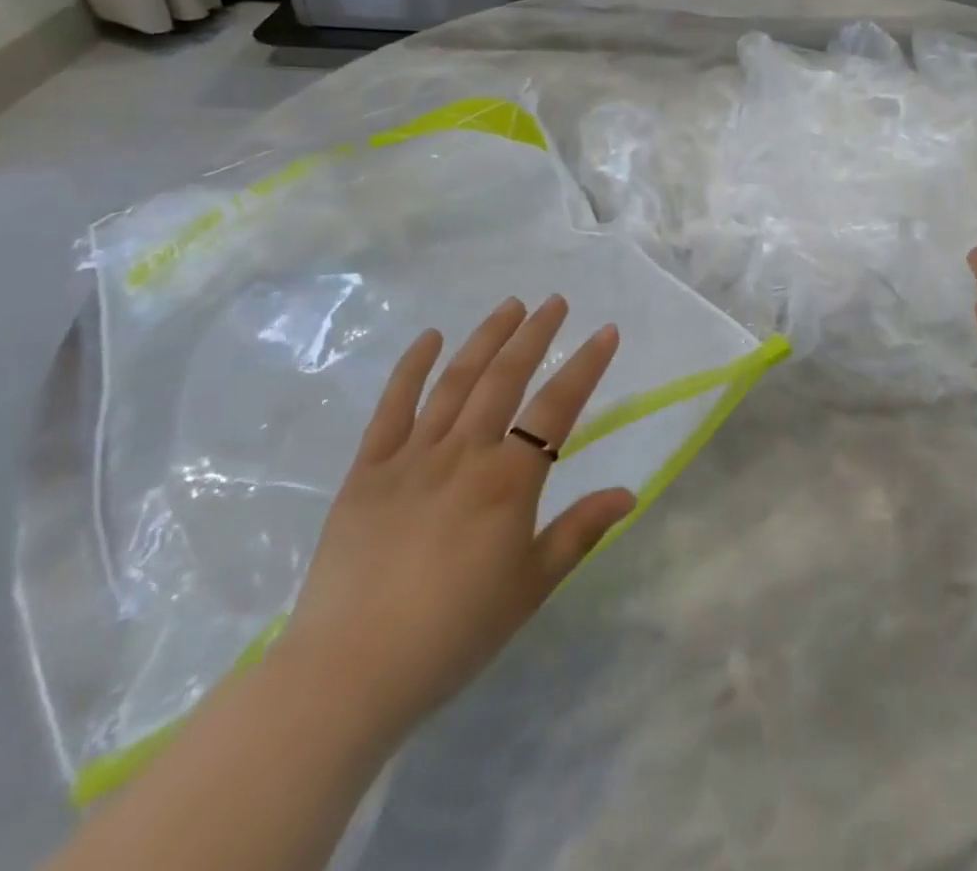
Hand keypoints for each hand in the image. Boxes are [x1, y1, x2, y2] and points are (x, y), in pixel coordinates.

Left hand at [282, 295, 634, 744]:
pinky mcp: (366, 472)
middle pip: (505, 379)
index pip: (557, 407)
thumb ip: (580, 532)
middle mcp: (463, 455)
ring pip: (455, 382)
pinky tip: (430, 338)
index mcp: (507, 481)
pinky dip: (411, 368)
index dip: (586, 366)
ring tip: (509, 306)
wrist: (347, 675)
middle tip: (555, 301)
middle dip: (535, 335)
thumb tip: (629, 494)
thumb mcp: (531, 587)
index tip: (606, 332)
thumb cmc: (453, 634)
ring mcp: (410, 458)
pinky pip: (391, 408)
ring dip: (485, 338)